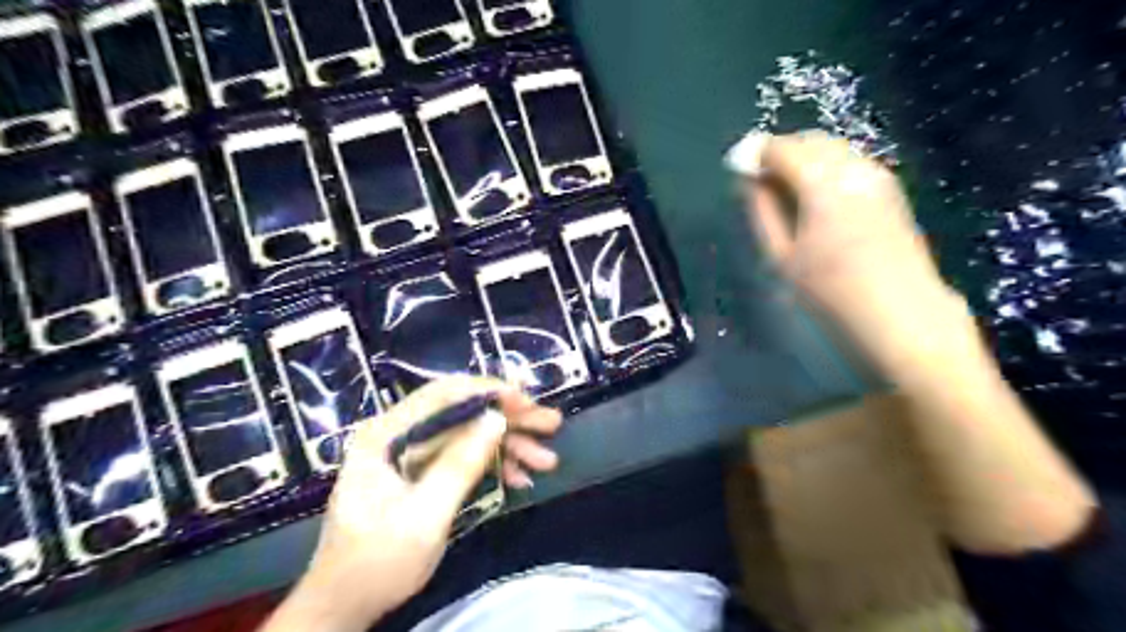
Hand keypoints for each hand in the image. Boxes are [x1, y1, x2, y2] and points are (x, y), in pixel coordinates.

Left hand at [265, 378, 562, 628]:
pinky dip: (493, 464)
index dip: (489, 392)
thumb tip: (497, 418)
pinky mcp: (423, 471)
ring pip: (469, 433)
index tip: (527, 402)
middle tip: (551, 424)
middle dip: (509, 418)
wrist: (344, 606)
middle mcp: (399, 433)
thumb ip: (459, 465)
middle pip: (462, 411)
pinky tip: (520, 478)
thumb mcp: (423, 517)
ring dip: (508, 444)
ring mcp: (412, 452)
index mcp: (387, 434)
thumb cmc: (377, 563)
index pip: (444, 393)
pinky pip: (464, 456)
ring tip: (546, 459)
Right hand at [736, 132, 983, 379]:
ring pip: (832, 149)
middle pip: (809, 141)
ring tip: (786, 192)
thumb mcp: (781, 256)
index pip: (781, 148)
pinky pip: (850, 162)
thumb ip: (762, 210)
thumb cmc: (830, 291)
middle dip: (780, 152)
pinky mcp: (891, 189)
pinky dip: (826, 168)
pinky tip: (818, 199)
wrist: (900, 313)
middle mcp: (853, 168)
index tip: (738, 169)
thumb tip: (749, 180)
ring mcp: (877, 176)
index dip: (755, 154)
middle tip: (760, 182)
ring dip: (804, 159)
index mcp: (821, 184)